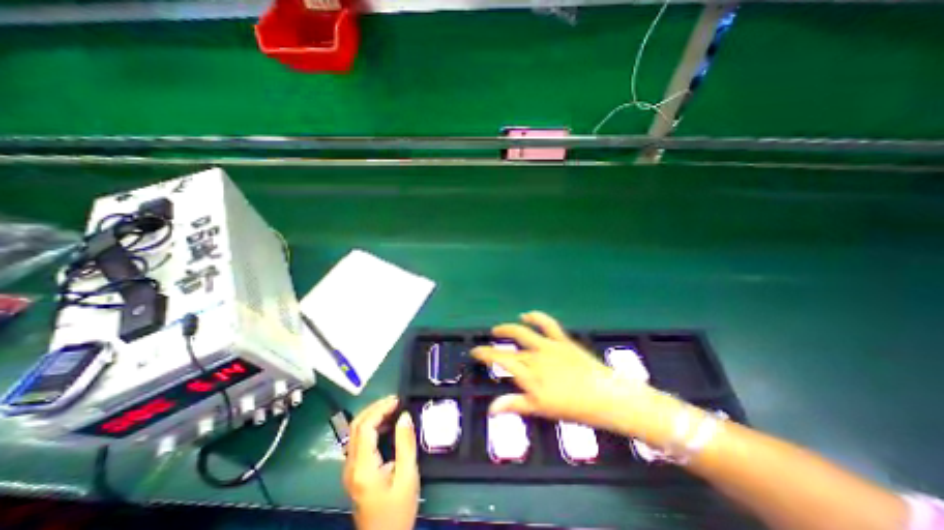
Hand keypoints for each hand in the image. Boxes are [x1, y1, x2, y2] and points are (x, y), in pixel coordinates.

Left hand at [344, 398, 415, 529]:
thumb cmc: (398, 511)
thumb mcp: (407, 477)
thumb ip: (405, 444)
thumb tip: (404, 416)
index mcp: (363, 467)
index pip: (365, 427)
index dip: (380, 409)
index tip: (398, 400)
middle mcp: (351, 466)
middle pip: (356, 426)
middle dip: (375, 408)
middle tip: (395, 400)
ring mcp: (350, 469)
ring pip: (355, 432)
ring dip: (373, 415)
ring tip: (393, 408)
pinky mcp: (355, 472)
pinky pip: (359, 441)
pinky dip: (372, 426)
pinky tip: (387, 425)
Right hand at [473, 311, 657, 434]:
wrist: (606, 396)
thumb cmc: (574, 408)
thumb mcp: (542, 409)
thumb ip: (516, 405)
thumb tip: (491, 409)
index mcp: (530, 375)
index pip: (501, 361)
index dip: (485, 354)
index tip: (474, 351)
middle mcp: (535, 357)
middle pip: (509, 349)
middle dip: (493, 345)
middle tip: (485, 343)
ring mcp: (548, 346)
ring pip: (523, 332)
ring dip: (508, 329)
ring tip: (499, 329)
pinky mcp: (561, 340)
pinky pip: (546, 324)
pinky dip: (536, 317)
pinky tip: (527, 315)